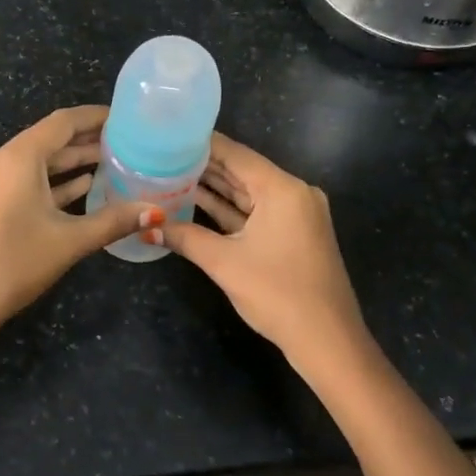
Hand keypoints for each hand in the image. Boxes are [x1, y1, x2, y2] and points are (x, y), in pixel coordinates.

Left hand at [0, 105, 156, 340]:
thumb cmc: (12, 263)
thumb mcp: (68, 241)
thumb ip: (113, 221)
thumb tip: (156, 211)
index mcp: (19, 157)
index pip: (63, 121)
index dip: (96, 116)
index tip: (127, 117)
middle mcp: (3, 159)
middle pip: (52, 139)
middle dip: (88, 139)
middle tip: (130, 141)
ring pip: (41, 162)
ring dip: (74, 162)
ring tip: (116, 161)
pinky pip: (29, 181)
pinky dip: (56, 182)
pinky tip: (86, 187)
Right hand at [163, 134, 375, 385]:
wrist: (327, 340)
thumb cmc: (277, 294)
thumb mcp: (224, 263)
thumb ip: (185, 238)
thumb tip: (148, 227)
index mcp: (282, 189)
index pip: (235, 154)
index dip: (201, 144)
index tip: (168, 135)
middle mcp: (293, 193)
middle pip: (242, 171)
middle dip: (203, 165)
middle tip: (162, 154)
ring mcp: (296, 214)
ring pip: (248, 193)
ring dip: (214, 187)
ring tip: (171, 174)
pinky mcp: (293, 234)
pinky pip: (256, 212)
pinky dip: (229, 209)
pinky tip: (196, 202)